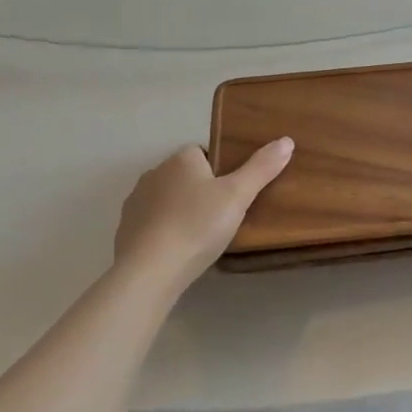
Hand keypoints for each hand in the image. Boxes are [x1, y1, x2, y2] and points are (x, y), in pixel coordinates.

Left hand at [112, 139, 292, 293]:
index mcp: (181, 159)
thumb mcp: (238, 196)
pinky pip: (150, 223)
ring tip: (199, 236)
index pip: (203, 153)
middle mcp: (154, 173)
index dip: (219, 171)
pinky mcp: (124, 230)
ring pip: (166, 199)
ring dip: (179, 211)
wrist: (149, 271)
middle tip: (221, 217)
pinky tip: (176, 251)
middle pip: (184, 176)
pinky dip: (163, 232)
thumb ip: (262, 168)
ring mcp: (135, 202)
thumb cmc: (197, 226)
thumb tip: (286, 140)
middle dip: (199, 191)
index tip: (232, 194)